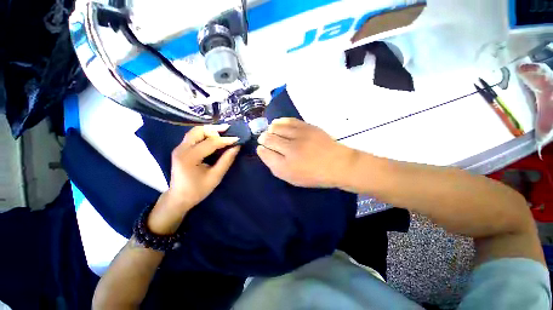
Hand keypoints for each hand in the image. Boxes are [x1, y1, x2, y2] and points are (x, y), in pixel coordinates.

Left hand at [148, 124, 239, 234]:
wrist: (179, 197)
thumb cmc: (198, 190)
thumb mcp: (215, 177)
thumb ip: (226, 160)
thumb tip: (237, 147)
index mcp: (189, 158)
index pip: (210, 143)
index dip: (226, 140)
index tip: (238, 138)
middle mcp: (182, 149)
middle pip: (199, 131)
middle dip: (215, 129)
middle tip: (229, 130)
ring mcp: (179, 148)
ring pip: (195, 131)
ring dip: (210, 130)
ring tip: (223, 131)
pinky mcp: (181, 149)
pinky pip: (194, 136)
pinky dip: (205, 134)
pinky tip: (214, 137)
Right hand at [257, 118, 356, 187]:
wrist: (337, 164)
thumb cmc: (313, 175)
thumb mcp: (292, 178)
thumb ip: (276, 166)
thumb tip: (264, 151)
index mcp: (285, 167)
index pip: (264, 153)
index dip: (261, 149)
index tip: (262, 148)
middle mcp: (290, 150)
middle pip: (268, 139)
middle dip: (263, 138)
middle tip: (264, 139)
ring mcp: (299, 136)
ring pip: (276, 127)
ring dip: (270, 129)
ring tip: (271, 131)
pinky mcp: (307, 127)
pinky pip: (288, 120)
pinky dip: (280, 121)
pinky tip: (278, 123)